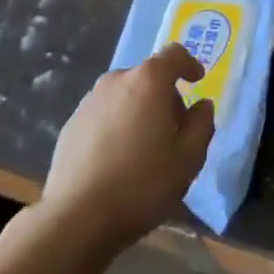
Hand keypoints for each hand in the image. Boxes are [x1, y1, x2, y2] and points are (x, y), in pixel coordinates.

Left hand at [40, 45, 215, 252]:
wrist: (77, 218)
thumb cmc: (142, 184)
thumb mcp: (188, 159)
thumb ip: (202, 125)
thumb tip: (202, 105)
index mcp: (148, 81)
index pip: (174, 54)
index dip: (189, 64)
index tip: (197, 80)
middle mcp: (117, 80)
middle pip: (148, 76)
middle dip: (164, 96)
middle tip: (173, 130)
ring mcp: (89, 101)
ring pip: (124, 95)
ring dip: (138, 110)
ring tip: (143, 148)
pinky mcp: (71, 124)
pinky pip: (103, 114)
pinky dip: (115, 125)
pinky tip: (116, 159)